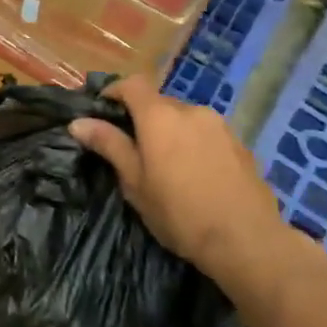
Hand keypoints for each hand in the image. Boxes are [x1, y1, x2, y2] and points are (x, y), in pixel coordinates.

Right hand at [69, 75, 290, 285]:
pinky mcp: (242, 146)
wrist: (248, 242)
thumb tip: (78, 122)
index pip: (132, 84)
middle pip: (159, 102)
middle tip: (134, 149)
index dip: (115, 91)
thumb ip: (109, 145)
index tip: (103, 109)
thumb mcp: (134, 182)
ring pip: (186, 119)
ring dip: (172, 132)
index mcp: (159, 116)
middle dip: (144, 118)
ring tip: (168, 165)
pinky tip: (197, 175)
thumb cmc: (179, 213)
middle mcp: (191, 111)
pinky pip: (208, 134)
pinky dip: (196, 145)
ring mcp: (221, 127)